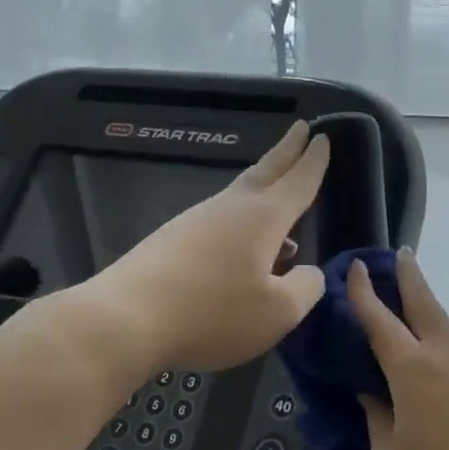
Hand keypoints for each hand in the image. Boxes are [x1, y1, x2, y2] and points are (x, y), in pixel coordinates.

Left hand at [63, 122, 330, 377]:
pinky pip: (220, 222)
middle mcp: (230, 209)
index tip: (323, 137)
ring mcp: (196, 222)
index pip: (298, 182)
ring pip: (240, 196)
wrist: (125, 321)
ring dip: (265, 190)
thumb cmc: (213, 314)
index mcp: (263, 218)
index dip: (314, 162)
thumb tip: (308, 271)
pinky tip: (243, 250)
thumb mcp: (278, 313)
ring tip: (282, 198)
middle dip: (287, 151)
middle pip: (265, 172)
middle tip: (301, 128)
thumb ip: (305, 288)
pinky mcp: (172, 241)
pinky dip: (241, 222)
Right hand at [346, 249, 448, 449]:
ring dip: (428, 315)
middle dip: (410, 278)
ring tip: (411, 314)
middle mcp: (448, 359)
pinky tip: (437, 375)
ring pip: (447, 332)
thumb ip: (378, 422)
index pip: (380, 321)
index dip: (364, 293)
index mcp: (413, 370)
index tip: (357, 267)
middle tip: (400, 254)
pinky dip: (443, 351)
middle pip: (426, 306)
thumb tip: (373, 394)